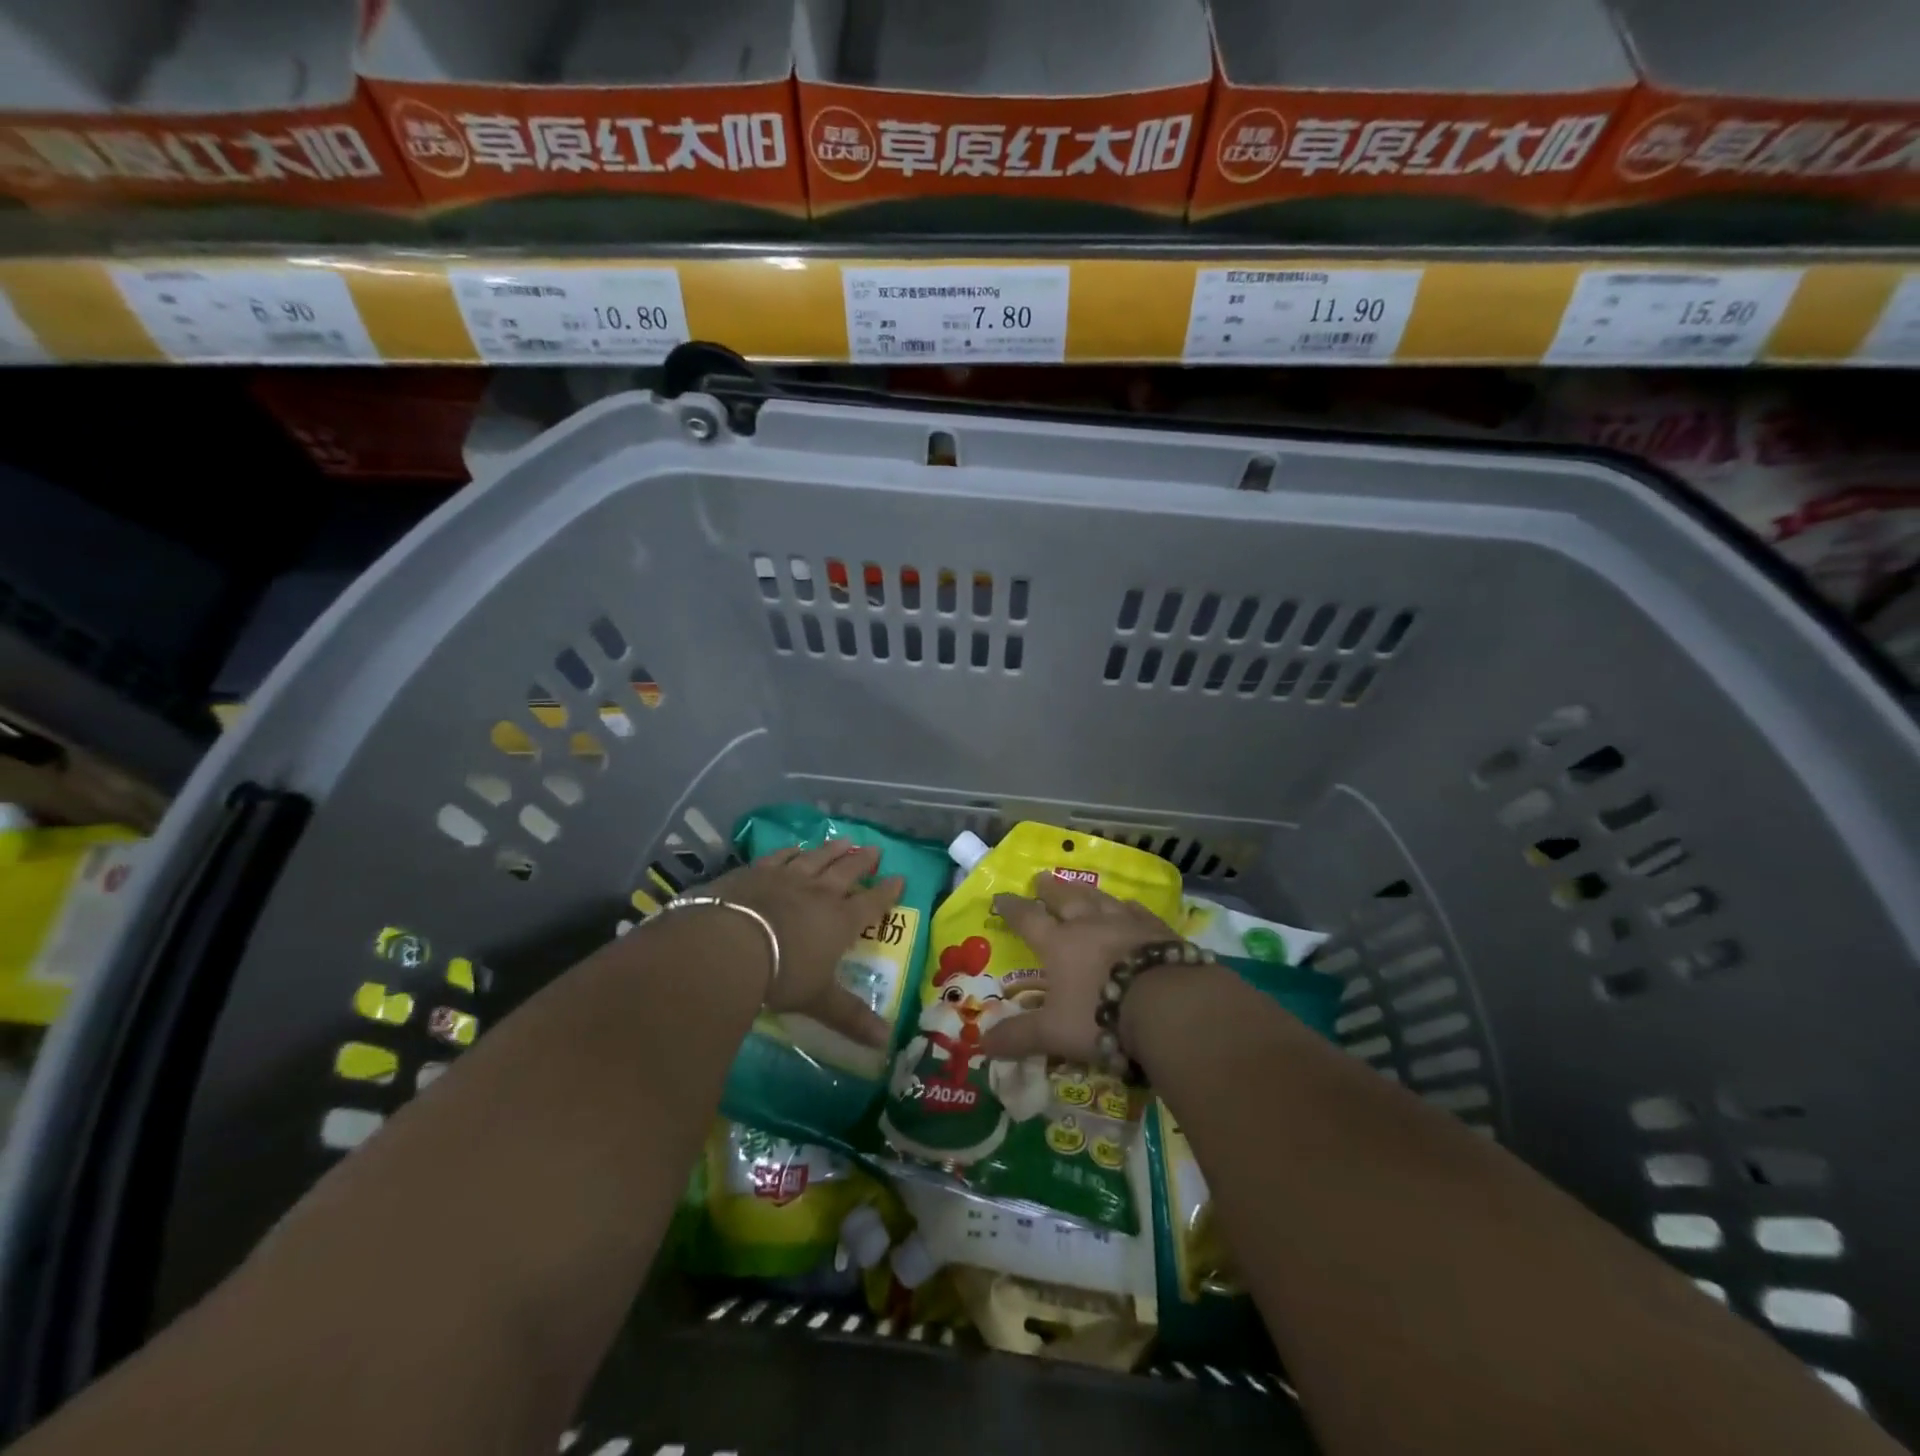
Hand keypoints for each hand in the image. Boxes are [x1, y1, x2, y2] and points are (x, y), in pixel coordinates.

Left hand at [705, 842, 904, 1049]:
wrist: (728, 944)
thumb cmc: (780, 974)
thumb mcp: (818, 1000)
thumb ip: (850, 1017)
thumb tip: (886, 1043)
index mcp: (840, 921)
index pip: (872, 904)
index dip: (887, 892)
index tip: (900, 879)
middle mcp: (819, 893)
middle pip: (847, 872)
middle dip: (863, 862)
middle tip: (875, 850)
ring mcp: (787, 878)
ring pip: (816, 858)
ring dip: (832, 850)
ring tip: (844, 842)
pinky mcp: (756, 871)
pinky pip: (781, 856)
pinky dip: (792, 851)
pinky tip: (796, 848)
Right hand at [981, 874, 1179, 1063]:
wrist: (1165, 1003)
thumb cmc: (1100, 1015)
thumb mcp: (1053, 1032)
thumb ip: (1019, 1035)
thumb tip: (983, 1044)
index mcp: (1058, 944)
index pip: (1028, 920)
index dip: (1012, 909)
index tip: (1001, 896)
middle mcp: (1089, 925)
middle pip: (1065, 899)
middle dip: (1050, 890)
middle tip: (1041, 877)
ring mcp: (1125, 923)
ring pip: (1100, 899)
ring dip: (1086, 891)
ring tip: (1078, 885)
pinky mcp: (1157, 930)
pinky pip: (1137, 911)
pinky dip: (1128, 907)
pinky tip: (1129, 905)